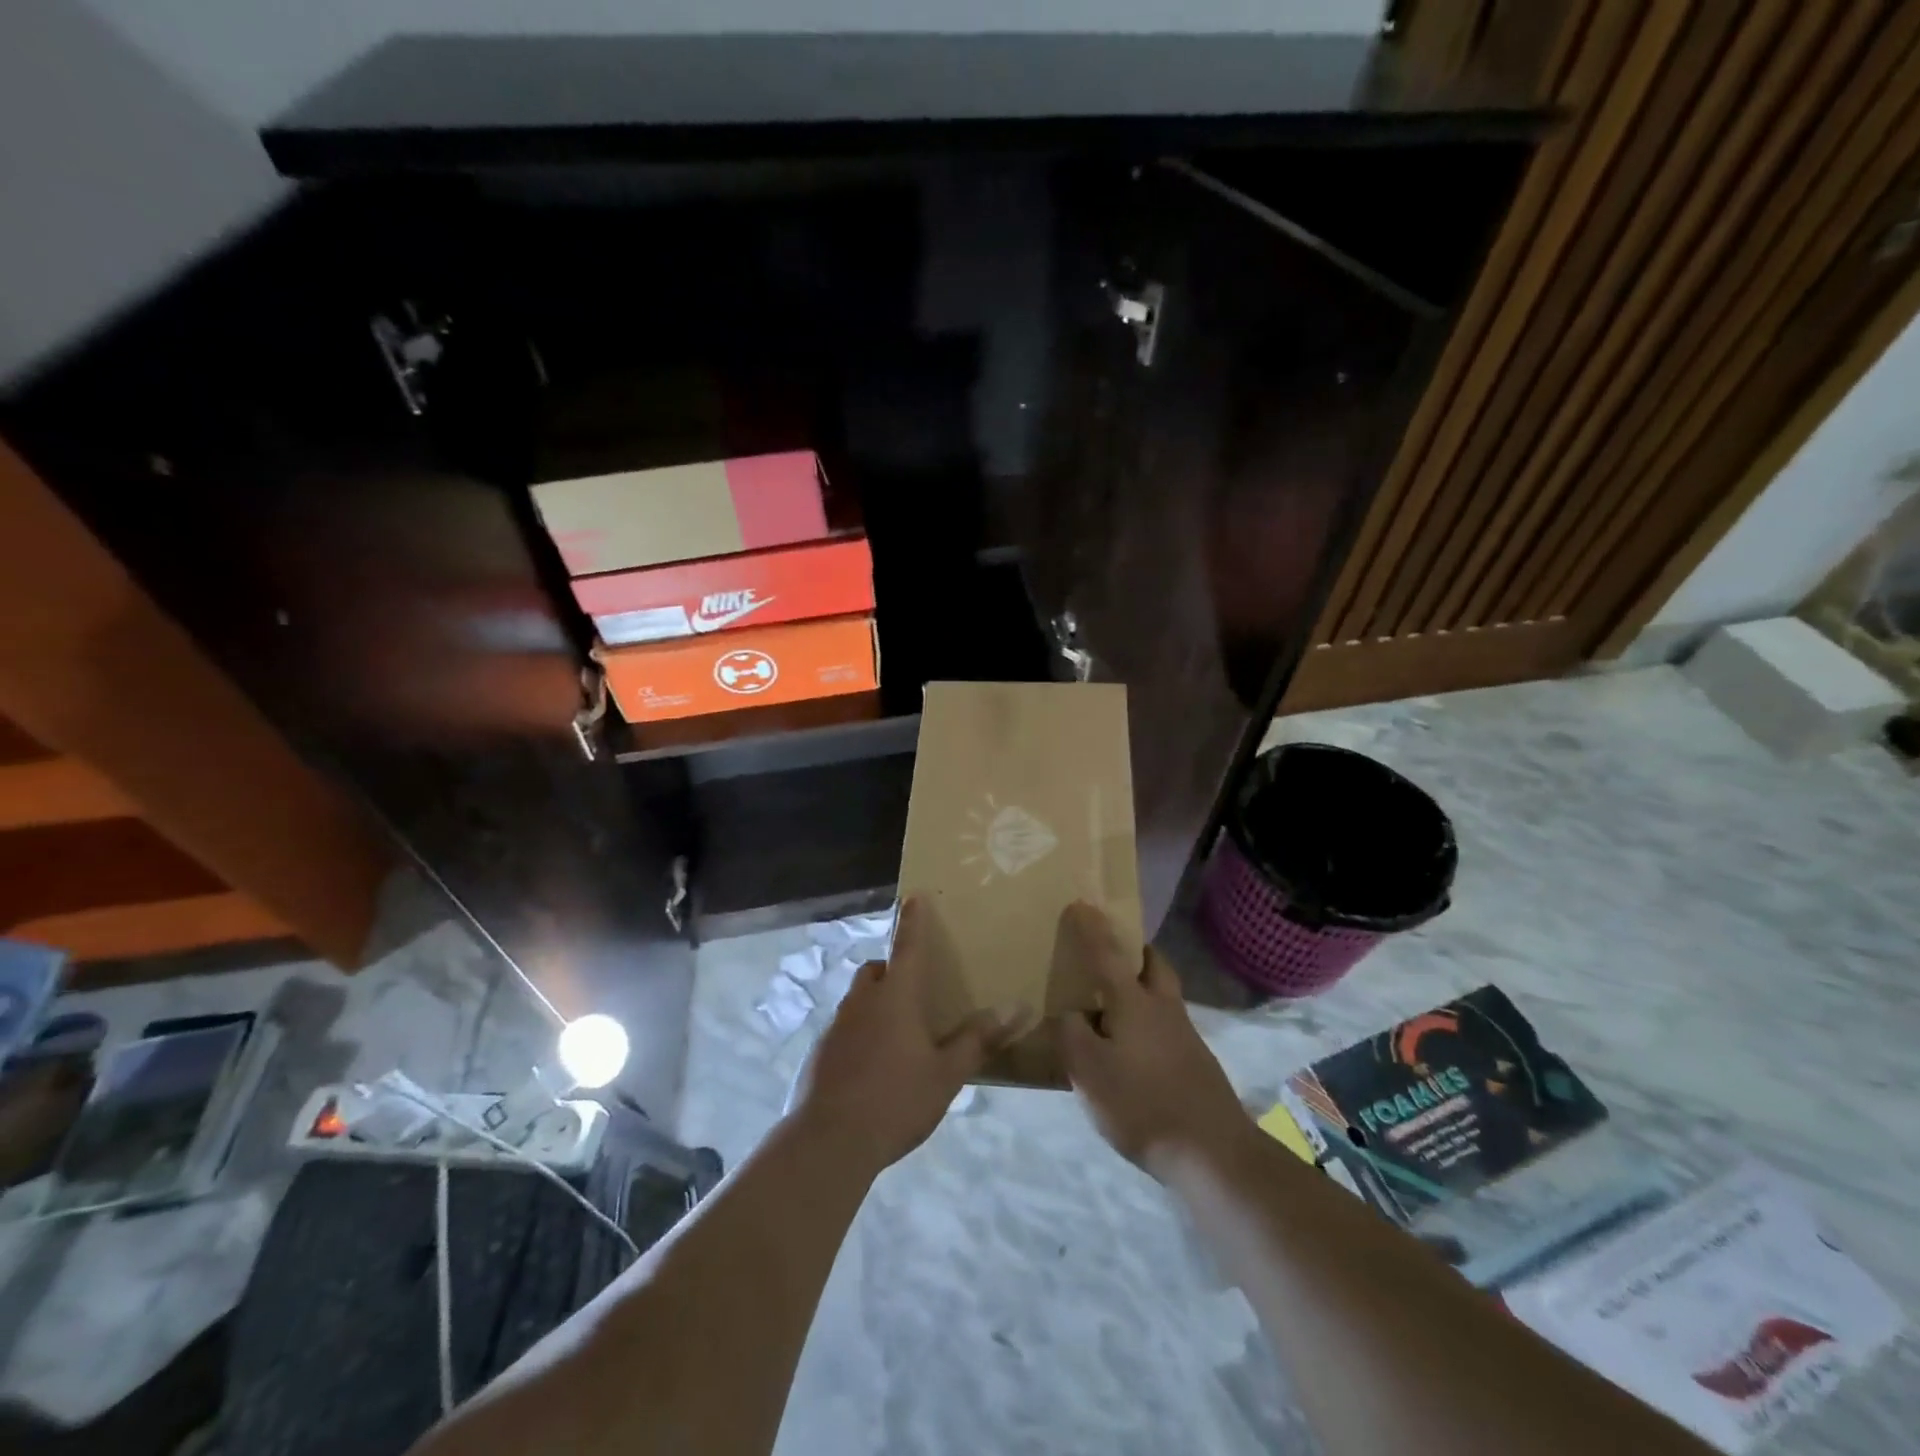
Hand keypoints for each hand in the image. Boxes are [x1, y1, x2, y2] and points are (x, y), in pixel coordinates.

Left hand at [788, 896, 1024, 1176]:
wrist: (828, 1142)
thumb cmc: (896, 1100)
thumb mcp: (946, 1074)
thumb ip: (978, 1039)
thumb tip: (1017, 1007)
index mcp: (895, 996)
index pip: (907, 946)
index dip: (912, 921)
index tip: (913, 897)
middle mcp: (862, 1001)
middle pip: (875, 970)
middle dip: (891, 970)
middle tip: (912, 991)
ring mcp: (835, 1026)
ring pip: (857, 1000)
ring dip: (874, 1003)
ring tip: (896, 1035)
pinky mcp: (818, 1053)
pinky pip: (843, 1030)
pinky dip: (858, 1034)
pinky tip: (870, 1068)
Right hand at [1056, 902, 1253, 1178]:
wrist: (1212, 1152)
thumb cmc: (1142, 1103)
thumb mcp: (1088, 1070)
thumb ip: (1070, 1034)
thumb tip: (1068, 1013)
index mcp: (1133, 1002)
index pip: (1107, 954)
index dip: (1092, 929)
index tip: (1082, 903)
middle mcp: (1163, 1009)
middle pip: (1154, 966)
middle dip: (1136, 952)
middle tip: (1114, 952)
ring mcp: (1185, 1036)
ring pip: (1163, 997)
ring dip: (1143, 988)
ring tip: (1114, 1006)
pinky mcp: (1196, 1064)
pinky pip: (1167, 1027)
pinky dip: (1148, 1024)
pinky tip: (1132, 1051)